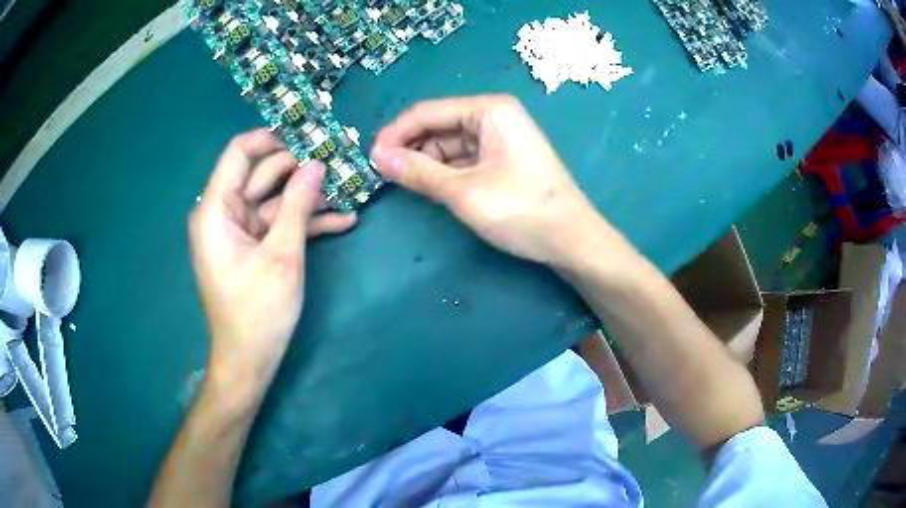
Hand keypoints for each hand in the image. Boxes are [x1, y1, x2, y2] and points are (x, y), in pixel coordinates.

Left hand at [190, 129, 355, 385]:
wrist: (249, 360)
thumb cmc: (258, 312)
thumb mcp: (282, 256)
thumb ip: (297, 205)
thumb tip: (317, 164)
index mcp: (216, 210)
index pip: (240, 153)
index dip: (272, 138)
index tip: (308, 136)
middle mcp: (224, 213)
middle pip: (262, 174)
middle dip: (300, 167)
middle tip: (340, 159)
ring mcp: (240, 230)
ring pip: (275, 198)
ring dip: (309, 195)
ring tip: (349, 188)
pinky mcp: (254, 246)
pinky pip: (278, 223)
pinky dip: (306, 221)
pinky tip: (344, 221)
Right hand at [371, 95, 609, 266]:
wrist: (572, 241)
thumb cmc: (522, 211)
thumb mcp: (463, 192)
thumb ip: (418, 172)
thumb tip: (378, 158)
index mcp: (489, 110)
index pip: (427, 112)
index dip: (395, 133)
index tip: (369, 158)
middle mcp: (494, 116)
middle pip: (438, 125)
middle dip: (409, 147)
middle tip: (381, 174)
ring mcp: (500, 138)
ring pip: (448, 144)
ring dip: (424, 161)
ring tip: (399, 182)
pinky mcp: (502, 159)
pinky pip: (463, 159)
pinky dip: (443, 171)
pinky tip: (426, 185)